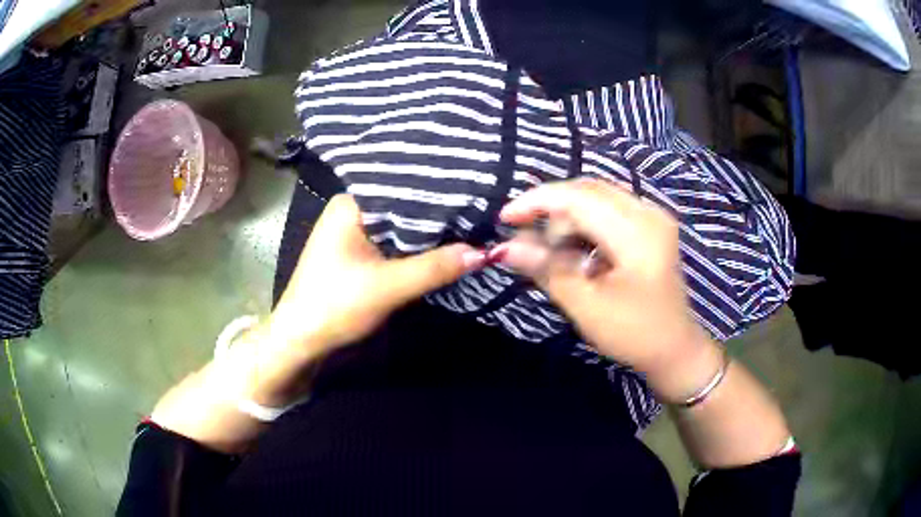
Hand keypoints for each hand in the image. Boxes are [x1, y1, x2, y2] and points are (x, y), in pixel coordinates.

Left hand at [268, 194, 486, 355]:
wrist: (301, 342)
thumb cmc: (334, 306)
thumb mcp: (387, 287)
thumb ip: (434, 267)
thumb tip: (483, 252)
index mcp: (350, 205)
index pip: (403, 188)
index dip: (440, 193)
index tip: (477, 195)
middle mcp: (351, 211)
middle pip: (403, 207)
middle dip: (438, 215)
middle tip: (481, 211)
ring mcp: (353, 233)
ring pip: (400, 228)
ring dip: (428, 234)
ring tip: (471, 226)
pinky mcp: (357, 255)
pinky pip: (393, 244)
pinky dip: (415, 248)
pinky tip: (443, 248)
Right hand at [490, 179, 722, 402]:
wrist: (675, 349)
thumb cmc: (635, 333)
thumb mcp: (587, 306)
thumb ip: (548, 270)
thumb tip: (506, 247)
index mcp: (637, 231)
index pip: (578, 197)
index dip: (536, 202)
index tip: (504, 218)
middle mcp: (647, 212)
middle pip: (587, 191)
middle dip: (551, 211)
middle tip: (527, 241)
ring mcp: (652, 216)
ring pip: (596, 199)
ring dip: (568, 220)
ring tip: (554, 254)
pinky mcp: (650, 227)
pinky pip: (608, 211)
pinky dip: (585, 226)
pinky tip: (577, 252)